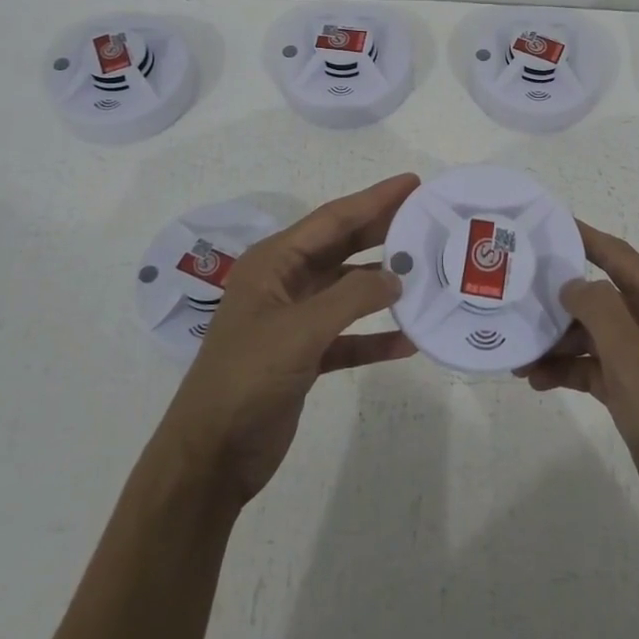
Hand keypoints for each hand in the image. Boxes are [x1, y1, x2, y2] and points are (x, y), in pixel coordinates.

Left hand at [154, 174, 420, 508]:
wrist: (212, 455)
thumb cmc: (248, 378)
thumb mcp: (300, 330)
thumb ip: (352, 298)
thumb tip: (396, 279)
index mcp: (273, 263)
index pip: (332, 220)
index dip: (374, 200)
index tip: (413, 184)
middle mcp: (284, 283)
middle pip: (342, 248)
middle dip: (383, 232)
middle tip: (427, 219)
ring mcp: (294, 321)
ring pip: (348, 291)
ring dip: (383, 287)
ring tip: (427, 274)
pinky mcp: (304, 356)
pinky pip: (348, 337)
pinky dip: (375, 337)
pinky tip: (409, 342)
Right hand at [517, 222, 638, 567]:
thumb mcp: (634, 360)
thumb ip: (600, 311)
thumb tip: (571, 282)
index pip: (616, 255)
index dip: (580, 236)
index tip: (538, 225)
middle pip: (600, 294)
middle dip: (557, 296)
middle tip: (511, 294)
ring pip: (594, 333)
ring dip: (558, 339)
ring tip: (516, 352)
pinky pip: (597, 367)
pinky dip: (569, 369)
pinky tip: (536, 380)